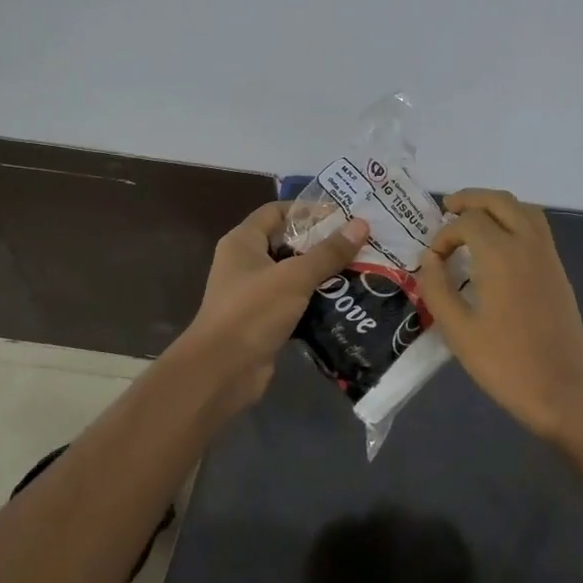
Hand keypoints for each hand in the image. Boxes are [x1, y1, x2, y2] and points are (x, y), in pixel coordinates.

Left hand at [178, 202, 369, 410]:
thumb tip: (361, 224)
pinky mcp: (265, 321)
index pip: (277, 212)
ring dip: (324, 274)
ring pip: (295, 275)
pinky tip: (346, 302)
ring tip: (361, 270)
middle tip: (360, 243)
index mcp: (243, 242)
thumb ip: (328, 252)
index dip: (308, 210)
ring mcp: (254, 294)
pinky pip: (296, 303)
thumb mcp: (295, 277)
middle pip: (289, 243)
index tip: (344, 215)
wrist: (221, 372)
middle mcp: (246, 263)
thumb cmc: (253, 312)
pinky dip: (317, 301)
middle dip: (323, 243)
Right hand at [416, 189, 582, 441]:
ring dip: (496, 206)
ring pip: (524, 209)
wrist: (562, 390)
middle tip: (448, 209)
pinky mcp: (558, 271)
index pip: (467, 222)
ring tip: (473, 221)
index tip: (433, 260)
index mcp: (501, 255)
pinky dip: (515, 220)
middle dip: (471, 199)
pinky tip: (499, 246)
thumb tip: (429, 260)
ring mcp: (548, 256)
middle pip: (499, 201)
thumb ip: (437, 288)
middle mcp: (528, 244)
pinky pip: (537, 228)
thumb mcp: (458, 330)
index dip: (444, 234)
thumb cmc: (505, 363)